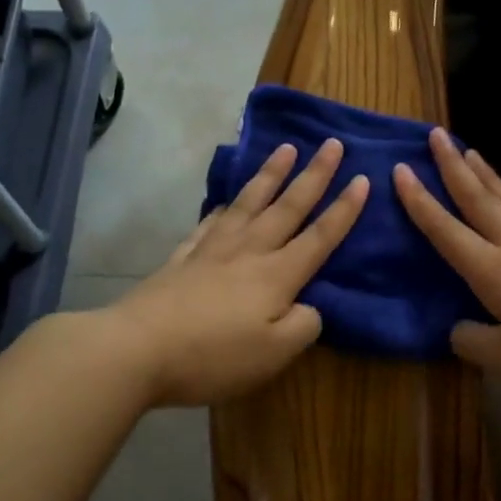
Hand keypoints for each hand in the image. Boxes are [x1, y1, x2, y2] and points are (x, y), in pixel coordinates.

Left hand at [103, 140, 367, 405]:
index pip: (319, 237)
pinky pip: (209, 223)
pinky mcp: (181, 258)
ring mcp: (211, 250)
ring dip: (270, 175)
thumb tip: (309, 306)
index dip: (343, 210)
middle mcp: (248, 252)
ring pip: (248, 204)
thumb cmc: (213, 356)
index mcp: (276, 275)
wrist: (138, 349)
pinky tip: (225, 203)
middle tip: (331, 143)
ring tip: (285, 150)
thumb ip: (303, 327)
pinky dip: (223, 209)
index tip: (362, 178)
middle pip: (287, 207)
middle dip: (313, 175)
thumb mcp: (273, 354)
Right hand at [394, 129, 500, 393]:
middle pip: (477, 197)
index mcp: (491, 268)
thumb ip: (473, 342)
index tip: (399, 169)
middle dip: (451, 165)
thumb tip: (456, 329)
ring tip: (468, 150)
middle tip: (434, 134)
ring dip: (482, 173)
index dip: (419, 201)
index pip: (445, 228)